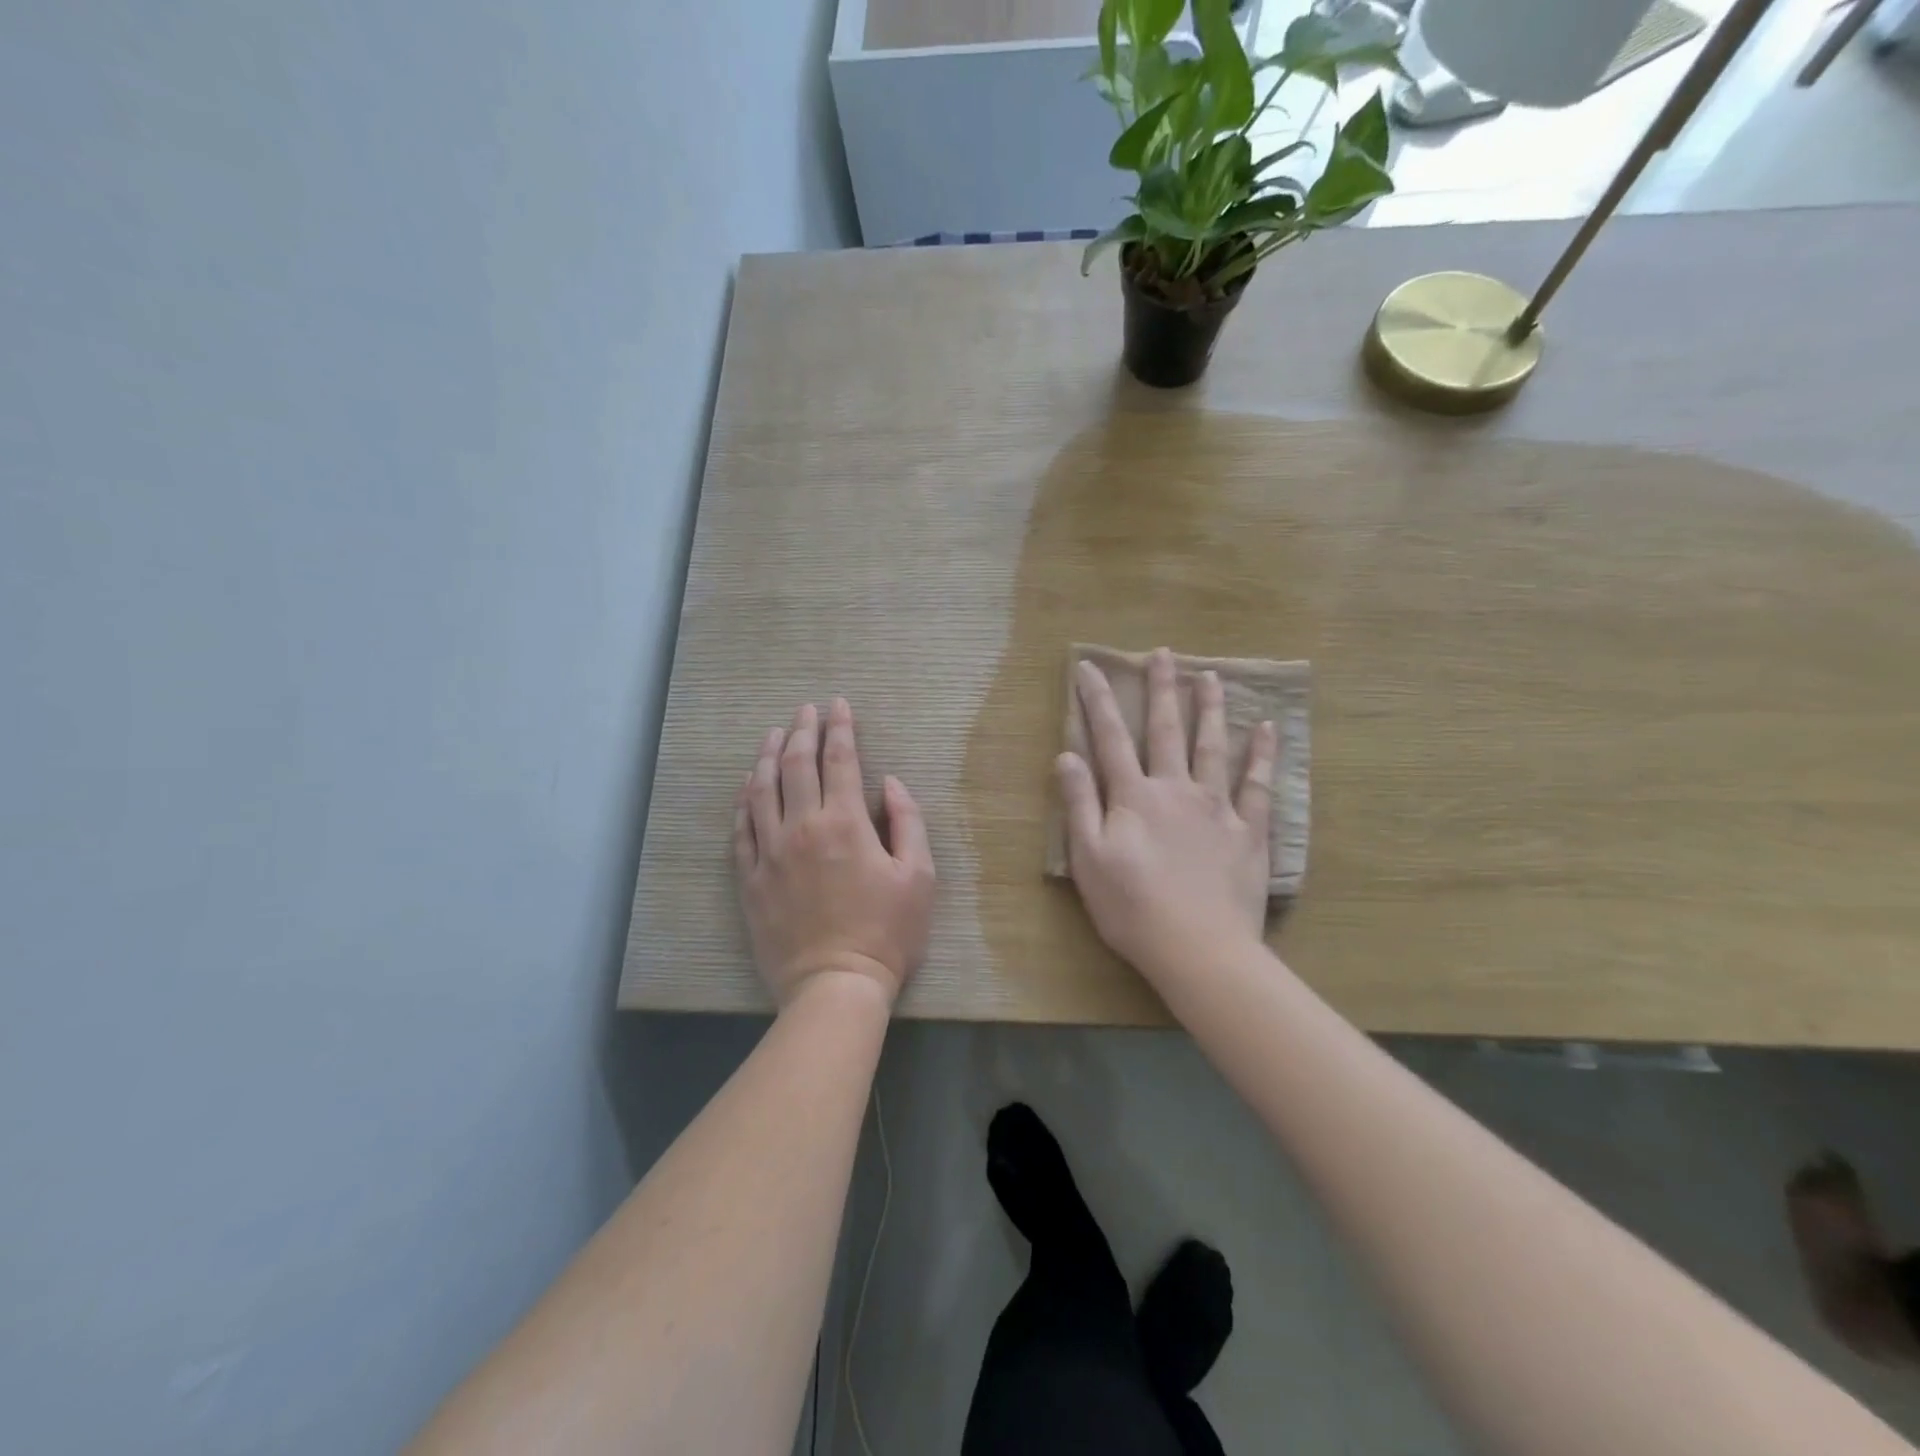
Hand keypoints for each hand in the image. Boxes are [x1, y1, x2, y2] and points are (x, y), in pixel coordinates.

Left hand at [734, 698, 934, 1005]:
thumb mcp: (919, 876)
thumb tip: (890, 782)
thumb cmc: (887, 932)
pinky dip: (744, 800)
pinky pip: (742, 828)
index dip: (840, 727)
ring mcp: (770, 852)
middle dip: (802, 729)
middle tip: (805, 710)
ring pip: (761, 789)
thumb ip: (907, 821)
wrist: (835, 985)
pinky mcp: (751, 878)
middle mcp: (802, 826)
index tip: (838, 705)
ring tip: (772, 733)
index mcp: (845, 822)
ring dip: (767, 755)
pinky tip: (747, 786)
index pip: (840, 758)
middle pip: (796, 764)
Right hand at [1057, 649, 1276, 983]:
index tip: (1090, 667)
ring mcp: (1217, 807)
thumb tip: (1067, 755)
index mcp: (1134, 797)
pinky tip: (1267, 729)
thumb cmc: (1132, 908)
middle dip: (1162, 689)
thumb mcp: (1088, 859)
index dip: (1097, 700)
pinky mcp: (1249, 830)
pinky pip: (1259, 785)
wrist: (1198, 949)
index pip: (1110, 738)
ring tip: (1210, 676)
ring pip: (1213, 746)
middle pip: (1166, 730)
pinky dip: (1263, 755)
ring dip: (1210, 708)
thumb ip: (1079, 803)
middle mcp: (1176, 789)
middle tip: (1164, 654)